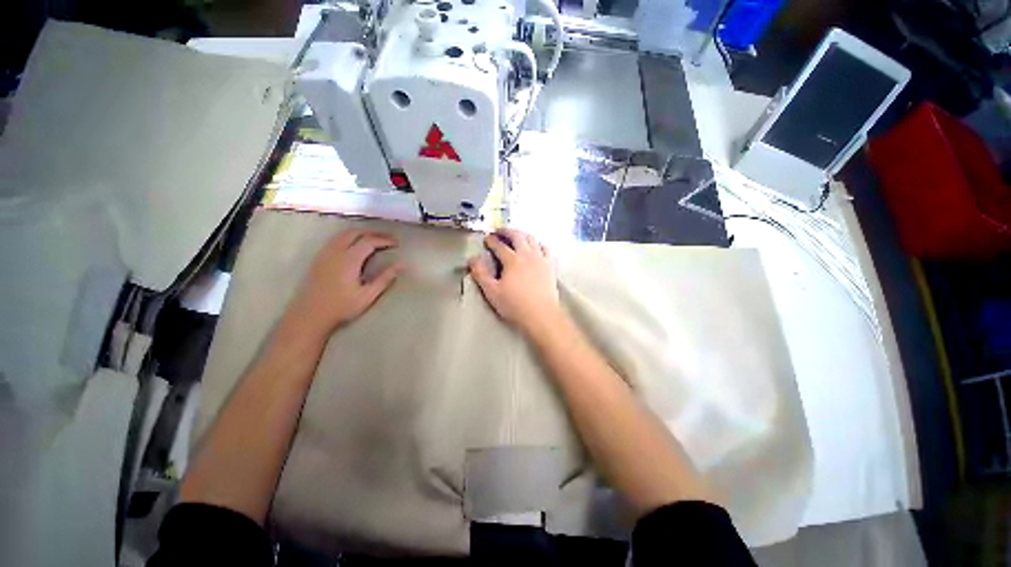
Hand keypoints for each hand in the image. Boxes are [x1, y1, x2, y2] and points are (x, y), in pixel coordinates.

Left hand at [286, 229, 402, 335]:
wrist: (311, 315)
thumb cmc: (342, 306)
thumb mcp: (368, 295)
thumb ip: (385, 278)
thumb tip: (401, 265)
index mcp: (349, 259)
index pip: (369, 241)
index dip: (384, 240)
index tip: (396, 243)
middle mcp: (335, 252)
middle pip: (355, 233)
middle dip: (373, 233)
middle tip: (387, 238)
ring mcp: (325, 253)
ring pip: (343, 234)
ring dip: (360, 233)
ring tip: (374, 239)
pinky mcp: (319, 258)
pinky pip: (335, 239)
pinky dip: (349, 237)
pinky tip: (354, 245)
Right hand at [468, 229, 562, 336]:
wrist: (541, 315)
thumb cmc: (514, 305)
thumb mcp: (492, 291)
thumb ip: (481, 274)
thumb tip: (472, 259)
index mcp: (512, 260)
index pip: (499, 245)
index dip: (491, 240)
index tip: (486, 238)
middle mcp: (527, 254)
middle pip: (517, 236)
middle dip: (506, 231)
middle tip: (499, 231)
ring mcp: (541, 259)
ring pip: (532, 239)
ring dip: (522, 234)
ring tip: (516, 235)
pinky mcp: (550, 265)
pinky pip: (546, 248)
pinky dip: (538, 243)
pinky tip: (536, 246)